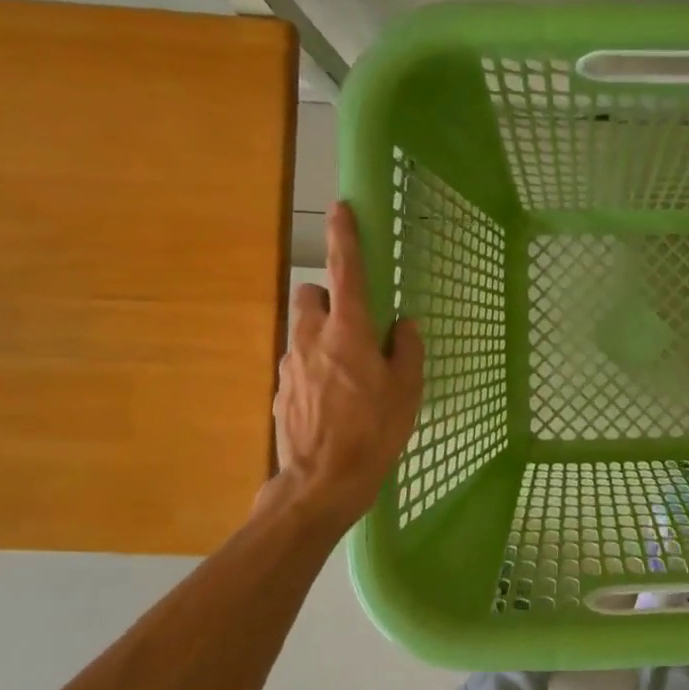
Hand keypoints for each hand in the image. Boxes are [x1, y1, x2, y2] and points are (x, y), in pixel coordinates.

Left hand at [264, 202, 423, 527]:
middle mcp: (312, 338)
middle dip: (327, 298)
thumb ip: (407, 350)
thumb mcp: (407, 391)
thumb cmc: (374, 431)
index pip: (346, 271)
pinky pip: (298, 363)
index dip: (345, 236)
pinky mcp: (280, 390)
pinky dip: (314, 368)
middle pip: (309, 295)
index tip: (342, 207)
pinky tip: (333, 401)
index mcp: (350, 332)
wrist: (322, 481)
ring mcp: (290, 364)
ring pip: (302, 330)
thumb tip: (404, 326)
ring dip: (321, 336)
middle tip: (353, 325)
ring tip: (347, 374)